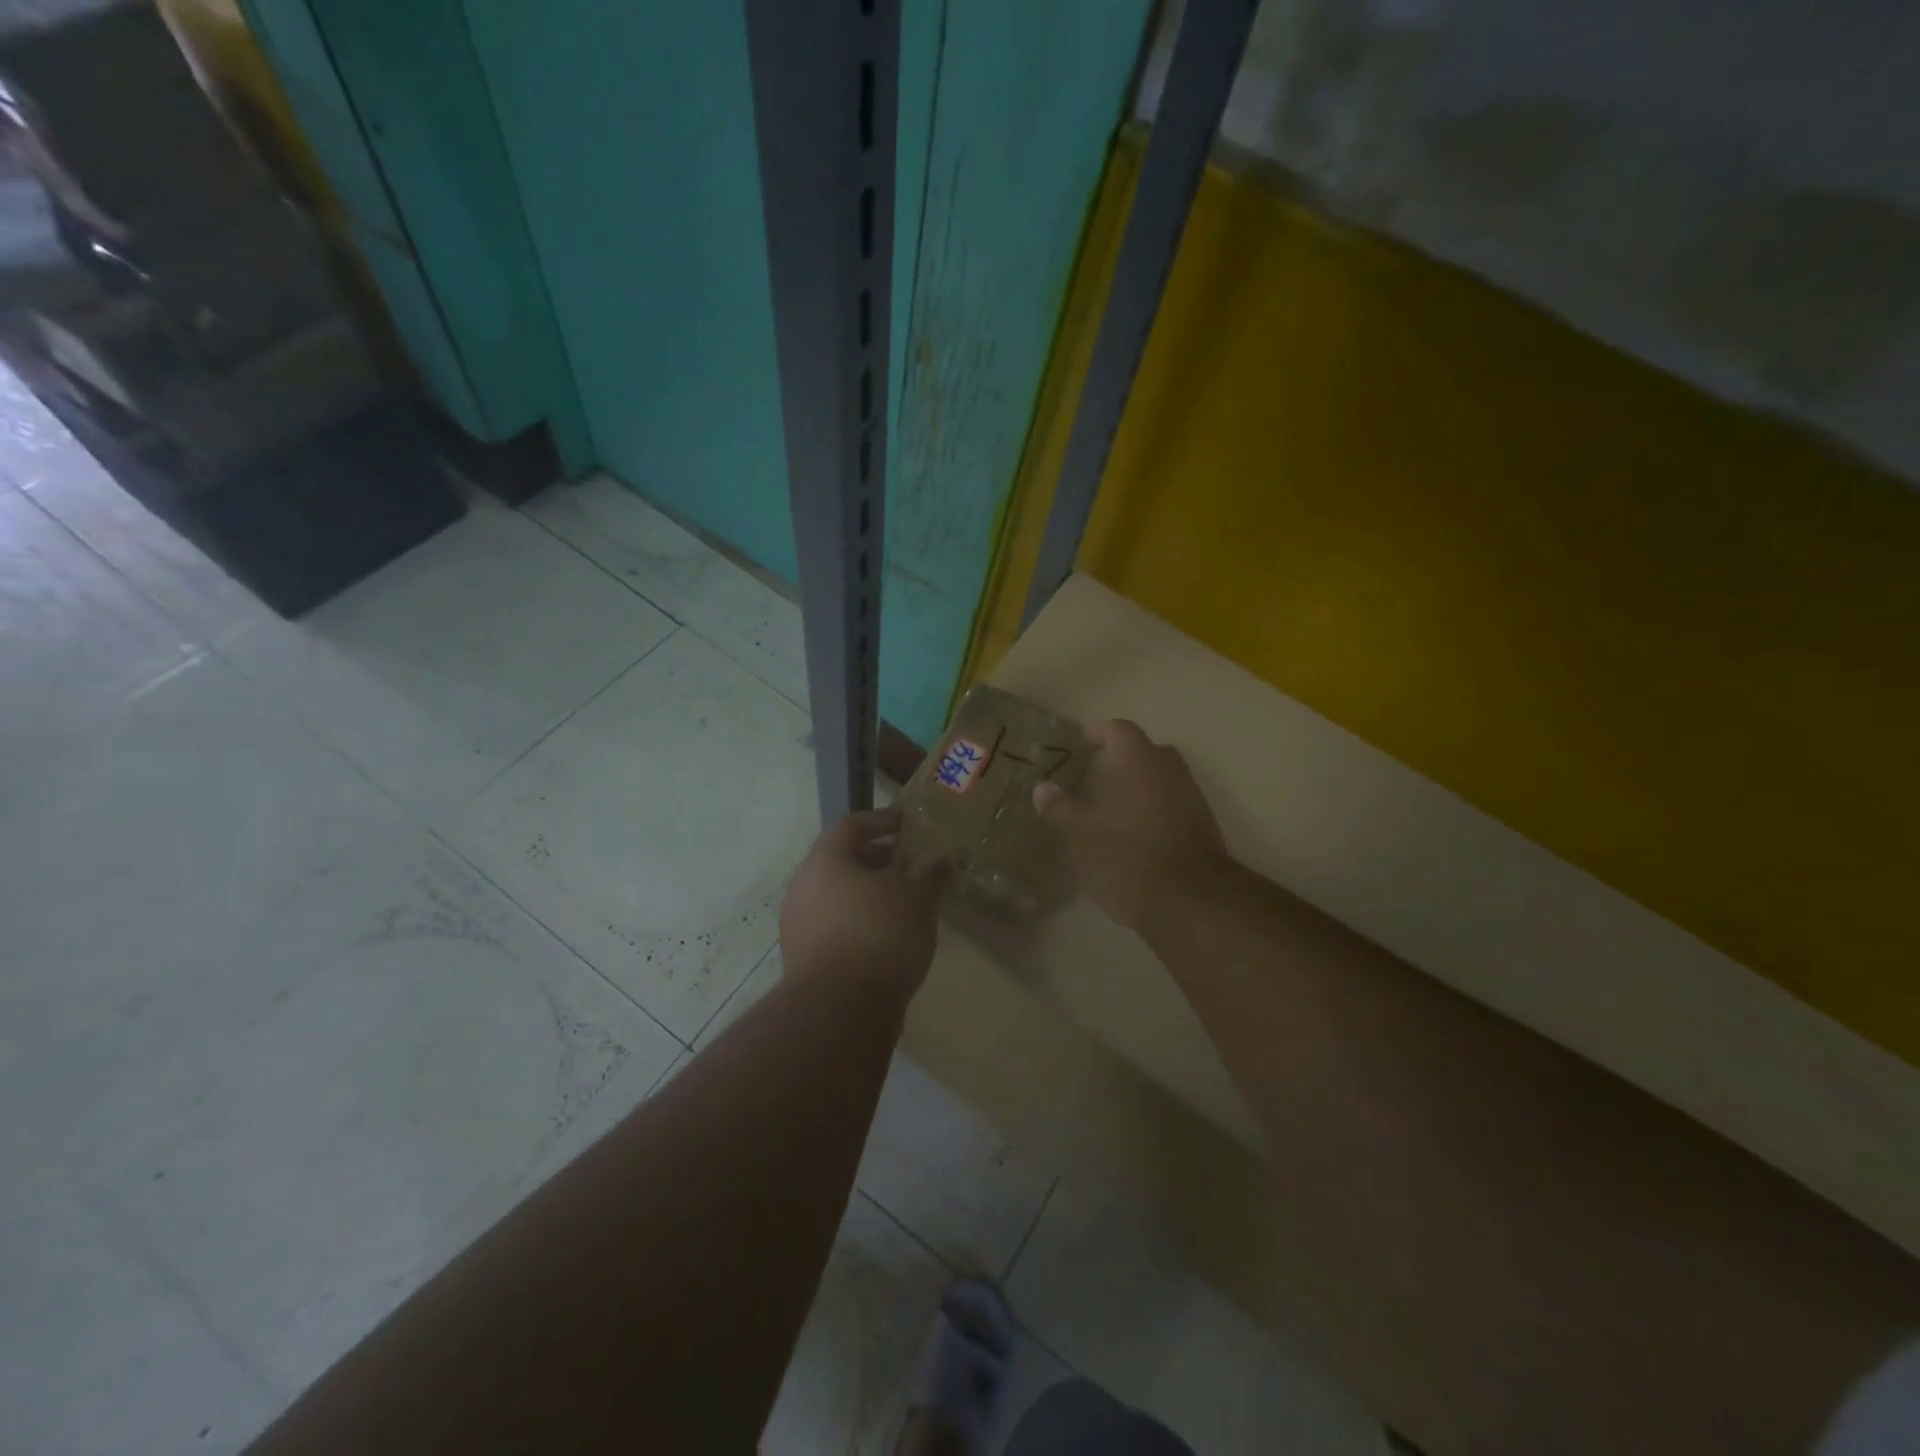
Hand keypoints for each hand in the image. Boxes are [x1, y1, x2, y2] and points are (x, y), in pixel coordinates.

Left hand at [780, 807, 948, 1005]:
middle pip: (843, 860)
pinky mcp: (805, 959)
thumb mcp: (917, 898)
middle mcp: (804, 887)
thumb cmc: (879, 936)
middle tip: (911, 864)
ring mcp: (799, 925)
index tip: (908, 824)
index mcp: (826, 861)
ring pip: (839, 895)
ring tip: (906, 903)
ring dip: (870, 893)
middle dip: (879, 859)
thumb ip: (931, 872)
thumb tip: (942, 858)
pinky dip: (861, 921)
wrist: (839, 1012)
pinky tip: (889, 937)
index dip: (882, 820)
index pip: (852, 825)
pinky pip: (835, 925)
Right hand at [1032, 719, 1228, 933]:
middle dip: (1117, 761)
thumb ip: (1059, 807)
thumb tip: (1042, 788)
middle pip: (1142, 751)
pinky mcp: (1202, 824)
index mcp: (1139, 759)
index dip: (1096, 733)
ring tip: (1107, 809)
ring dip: (1136, 787)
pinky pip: (1171, 803)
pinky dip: (1151, 809)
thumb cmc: (1126, 855)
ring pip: (1159, 778)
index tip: (1077, 747)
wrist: (1189, 900)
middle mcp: (1169, 768)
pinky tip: (1131, 834)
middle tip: (1090, 778)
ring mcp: (1191, 796)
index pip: (1117, 728)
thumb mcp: (1080, 834)